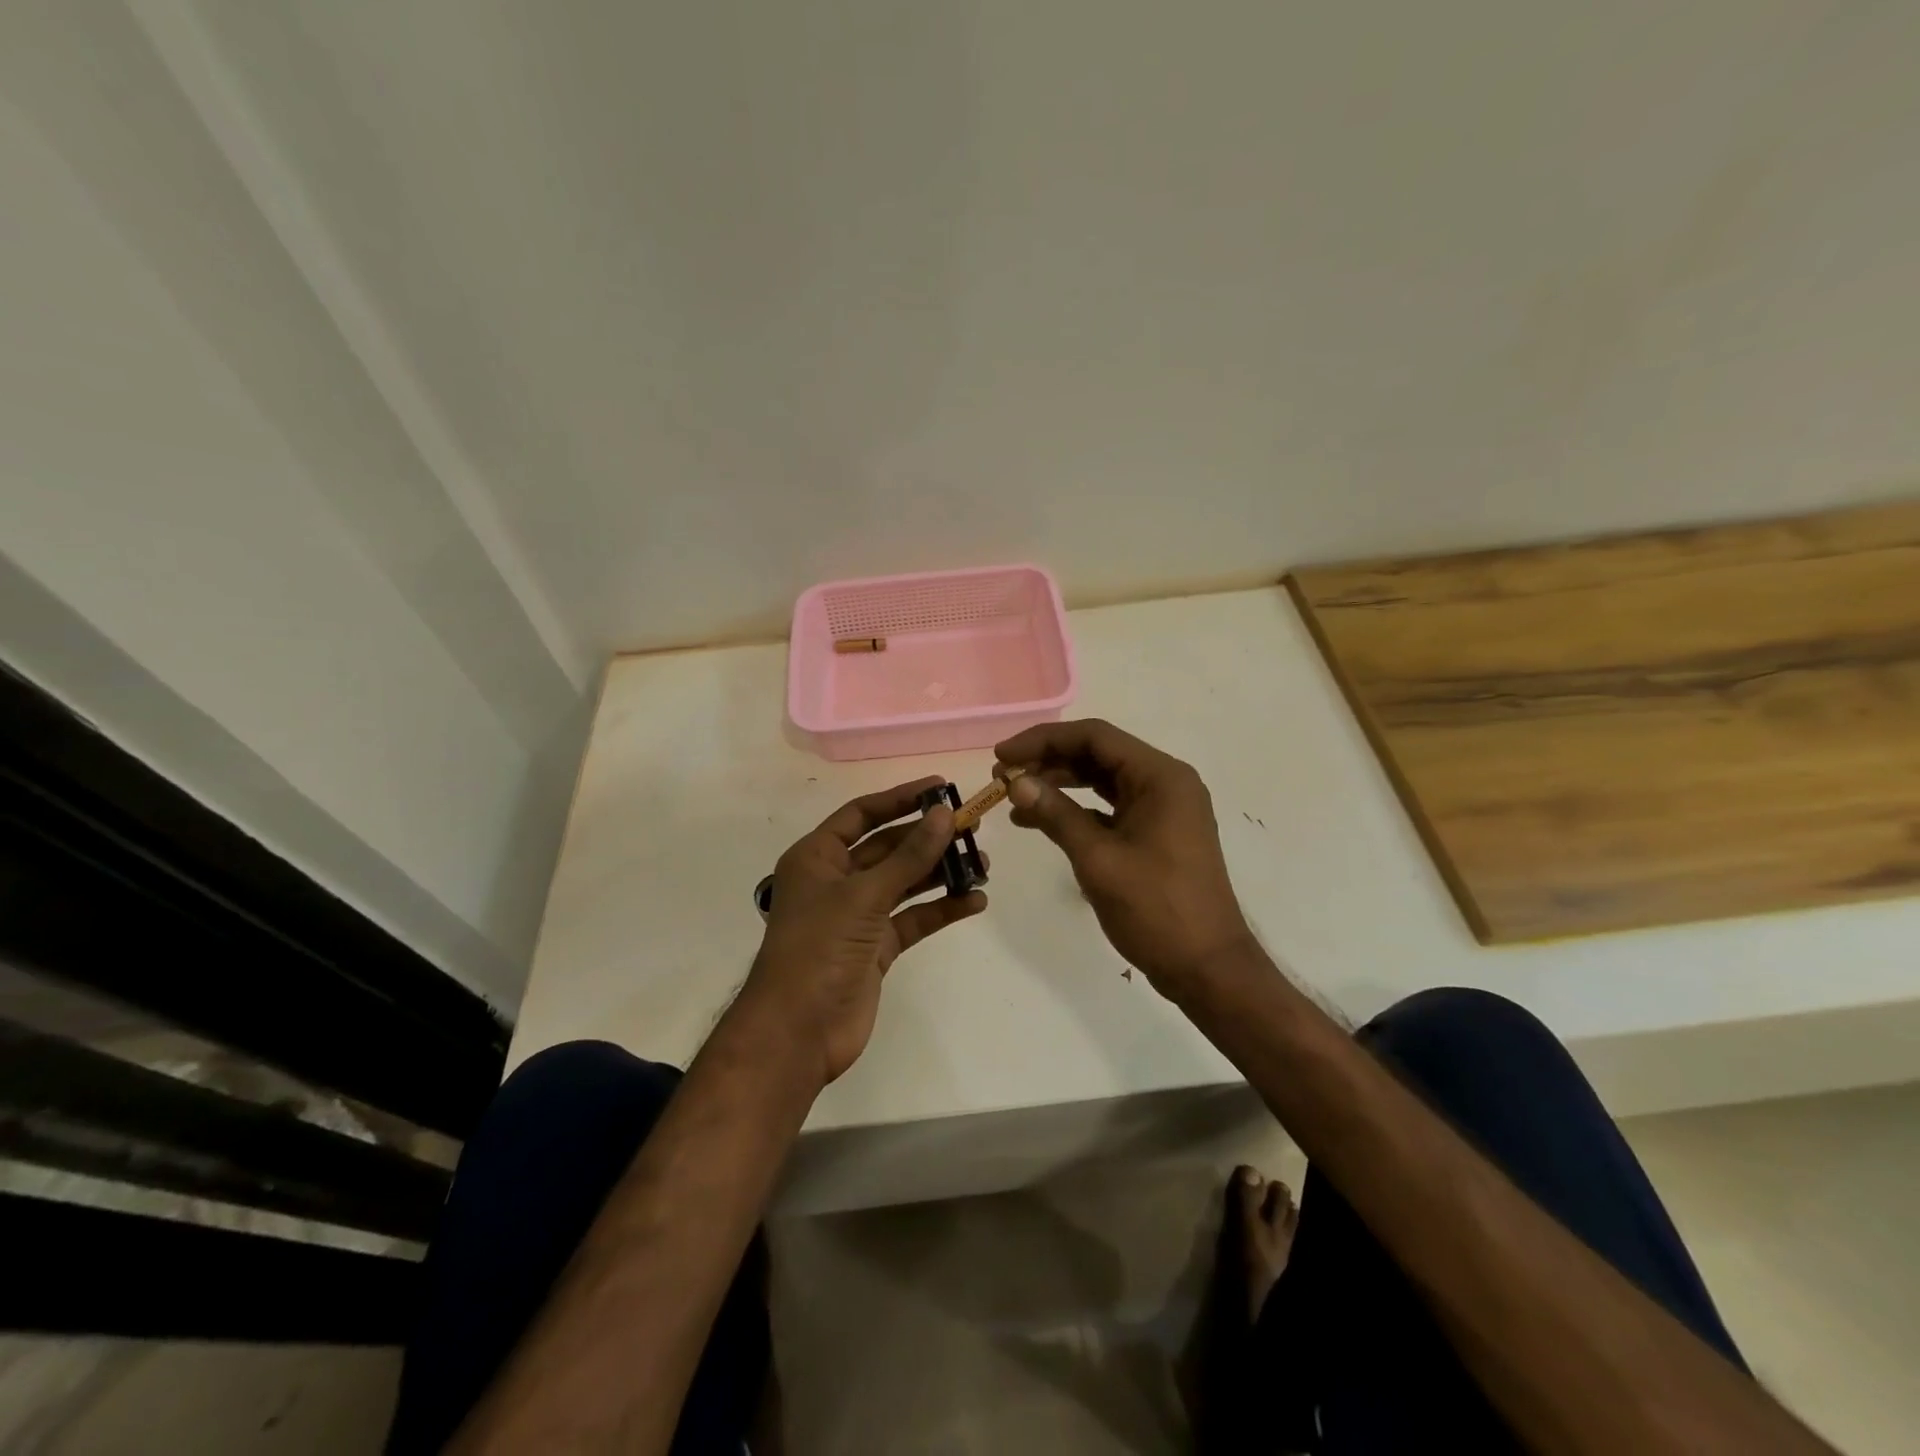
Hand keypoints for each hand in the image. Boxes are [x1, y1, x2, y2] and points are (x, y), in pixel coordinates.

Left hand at [744, 778, 986, 1084]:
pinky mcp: (876, 947)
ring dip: (940, 872)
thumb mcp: (864, 896)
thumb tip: (943, 814)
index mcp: (817, 857)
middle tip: (972, 826)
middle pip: (888, 847)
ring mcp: (857, 915)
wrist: (798, 1032)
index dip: (901, 798)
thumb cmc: (819, 948)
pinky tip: (974, 901)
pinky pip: (913, 918)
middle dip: (928, 837)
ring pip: (905, 882)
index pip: (862, 814)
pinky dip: (941, 909)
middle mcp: (836, 880)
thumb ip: (908, 856)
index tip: (942, 787)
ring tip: (983, 862)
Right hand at [994, 719, 1254, 998]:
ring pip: (1102, 781)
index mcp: (1161, 777)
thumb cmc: (1156, 909)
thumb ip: (1056, 814)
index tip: (1002, 756)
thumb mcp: (1098, 859)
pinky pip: (1110, 808)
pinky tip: (1039, 821)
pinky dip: (1076, 811)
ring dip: (1059, 785)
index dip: (1043, 740)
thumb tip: (1015, 782)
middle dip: (1048, 761)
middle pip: (1098, 755)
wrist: (1206, 968)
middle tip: (1002, 776)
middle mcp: (1165, 783)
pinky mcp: (1156, 833)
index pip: (1095, 737)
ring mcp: (1163, 809)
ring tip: (1013, 797)